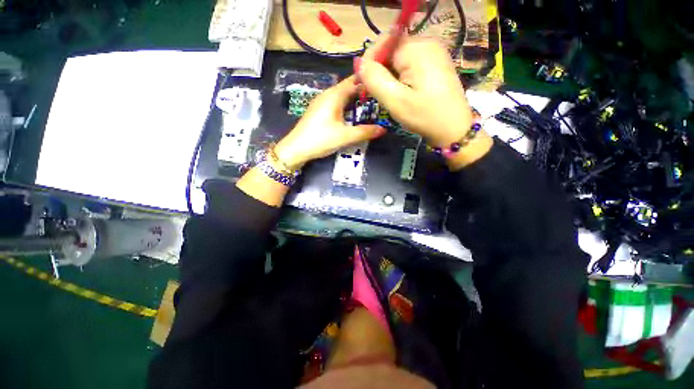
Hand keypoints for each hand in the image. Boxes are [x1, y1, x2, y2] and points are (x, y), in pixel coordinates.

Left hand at [274, 76, 385, 169]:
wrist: (296, 148)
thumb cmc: (321, 139)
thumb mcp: (345, 137)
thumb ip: (365, 132)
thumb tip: (383, 129)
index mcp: (335, 95)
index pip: (355, 80)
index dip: (369, 81)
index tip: (383, 84)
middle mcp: (328, 94)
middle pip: (349, 87)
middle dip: (364, 91)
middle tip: (380, 98)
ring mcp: (321, 102)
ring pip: (342, 95)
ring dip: (355, 99)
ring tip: (370, 106)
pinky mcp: (318, 111)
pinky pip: (336, 103)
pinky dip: (346, 105)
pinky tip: (352, 114)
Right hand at [357, 35, 491, 168]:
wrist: (453, 129)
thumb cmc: (424, 116)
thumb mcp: (395, 100)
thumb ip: (375, 79)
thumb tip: (360, 63)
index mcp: (416, 48)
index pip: (383, 43)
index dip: (370, 62)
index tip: (363, 85)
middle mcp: (426, 43)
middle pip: (391, 50)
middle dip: (380, 71)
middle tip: (375, 94)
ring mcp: (433, 53)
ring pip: (399, 59)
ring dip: (389, 76)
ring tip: (388, 96)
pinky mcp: (435, 64)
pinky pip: (410, 65)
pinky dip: (400, 78)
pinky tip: (401, 93)